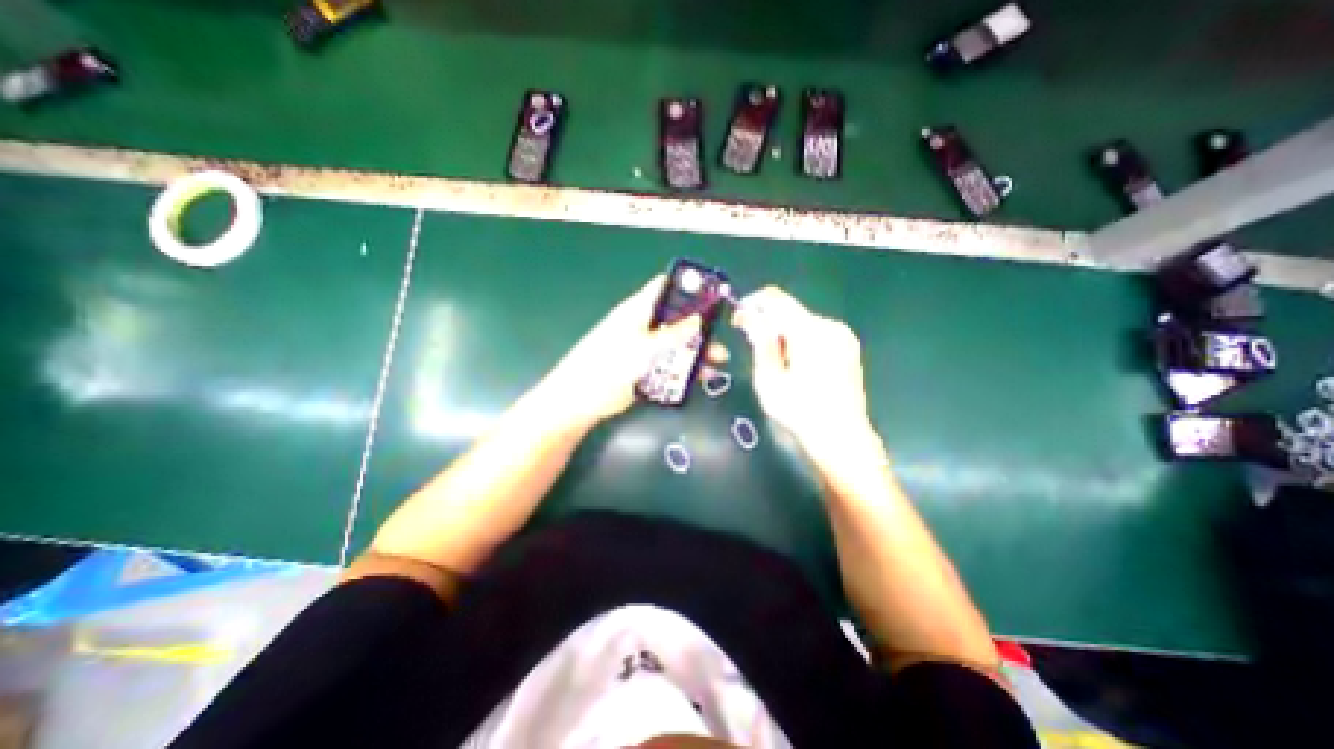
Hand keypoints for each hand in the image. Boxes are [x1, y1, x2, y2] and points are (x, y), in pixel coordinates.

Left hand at [532, 275, 718, 430]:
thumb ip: (673, 334)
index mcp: (638, 311)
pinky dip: (685, 369)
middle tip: (721, 335)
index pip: (664, 289)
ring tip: (718, 361)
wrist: (582, 399)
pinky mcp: (644, 369)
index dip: (687, 287)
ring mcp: (643, 349)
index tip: (712, 294)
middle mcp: (643, 326)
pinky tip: (701, 377)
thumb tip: (699, 319)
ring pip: (676, 344)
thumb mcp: (645, 347)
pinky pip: (670, 364)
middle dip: (699, 326)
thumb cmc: (610, 365)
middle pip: (676, 319)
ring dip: (696, 351)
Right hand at [729, 283, 877, 449]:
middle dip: (767, 324)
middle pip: (789, 310)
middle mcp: (830, 325)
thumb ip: (760, 343)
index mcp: (810, 331)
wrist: (842, 437)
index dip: (752, 304)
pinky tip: (797, 366)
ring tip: (777, 364)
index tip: (739, 322)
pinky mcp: (848, 346)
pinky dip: (799, 340)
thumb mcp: (769, 380)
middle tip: (754, 350)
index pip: (775, 298)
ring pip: (802, 321)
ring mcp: (843, 335)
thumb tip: (751, 317)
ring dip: (783, 334)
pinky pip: (816, 332)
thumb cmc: (800, 412)